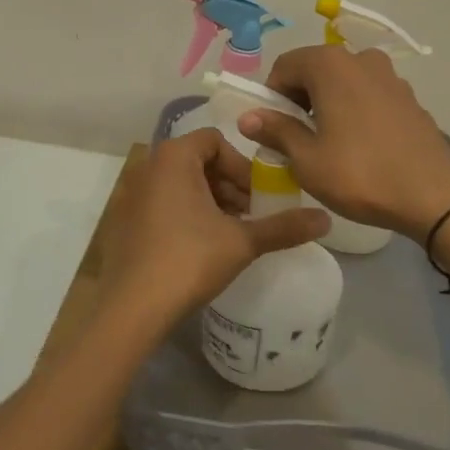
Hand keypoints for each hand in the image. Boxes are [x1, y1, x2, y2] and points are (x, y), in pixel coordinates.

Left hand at [98, 129, 328, 334]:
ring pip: (179, 184)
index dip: (242, 166)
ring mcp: (130, 194)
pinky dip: (184, 214)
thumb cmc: (189, 260)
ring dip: (209, 200)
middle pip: (197, 161)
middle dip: (228, 185)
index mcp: (173, 157)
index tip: (257, 197)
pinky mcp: (123, 221)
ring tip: (228, 233)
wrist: (132, 308)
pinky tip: (199, 246)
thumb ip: (284, 226)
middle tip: (248, 216)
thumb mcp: (242, 241)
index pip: (215, 141)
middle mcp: (147, 166)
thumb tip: (326, 219)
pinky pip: (161, 203)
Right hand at [240, 45, 449, 239]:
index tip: (273, 129)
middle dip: (299, 100)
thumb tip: (248, 117)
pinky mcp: (409, 97)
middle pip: (315, 70)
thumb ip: (276, 131)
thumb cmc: (361, 174)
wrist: (434, 195)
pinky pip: (368, 95)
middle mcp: (361, 59)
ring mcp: (390, 76)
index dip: (271, 96)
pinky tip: (359, 146)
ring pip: (343, 82)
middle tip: (297, 140)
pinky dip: (354, 110)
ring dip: (327, 105)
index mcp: (331, 65)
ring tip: (328, 144)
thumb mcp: (307, 159)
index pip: (284, 66)